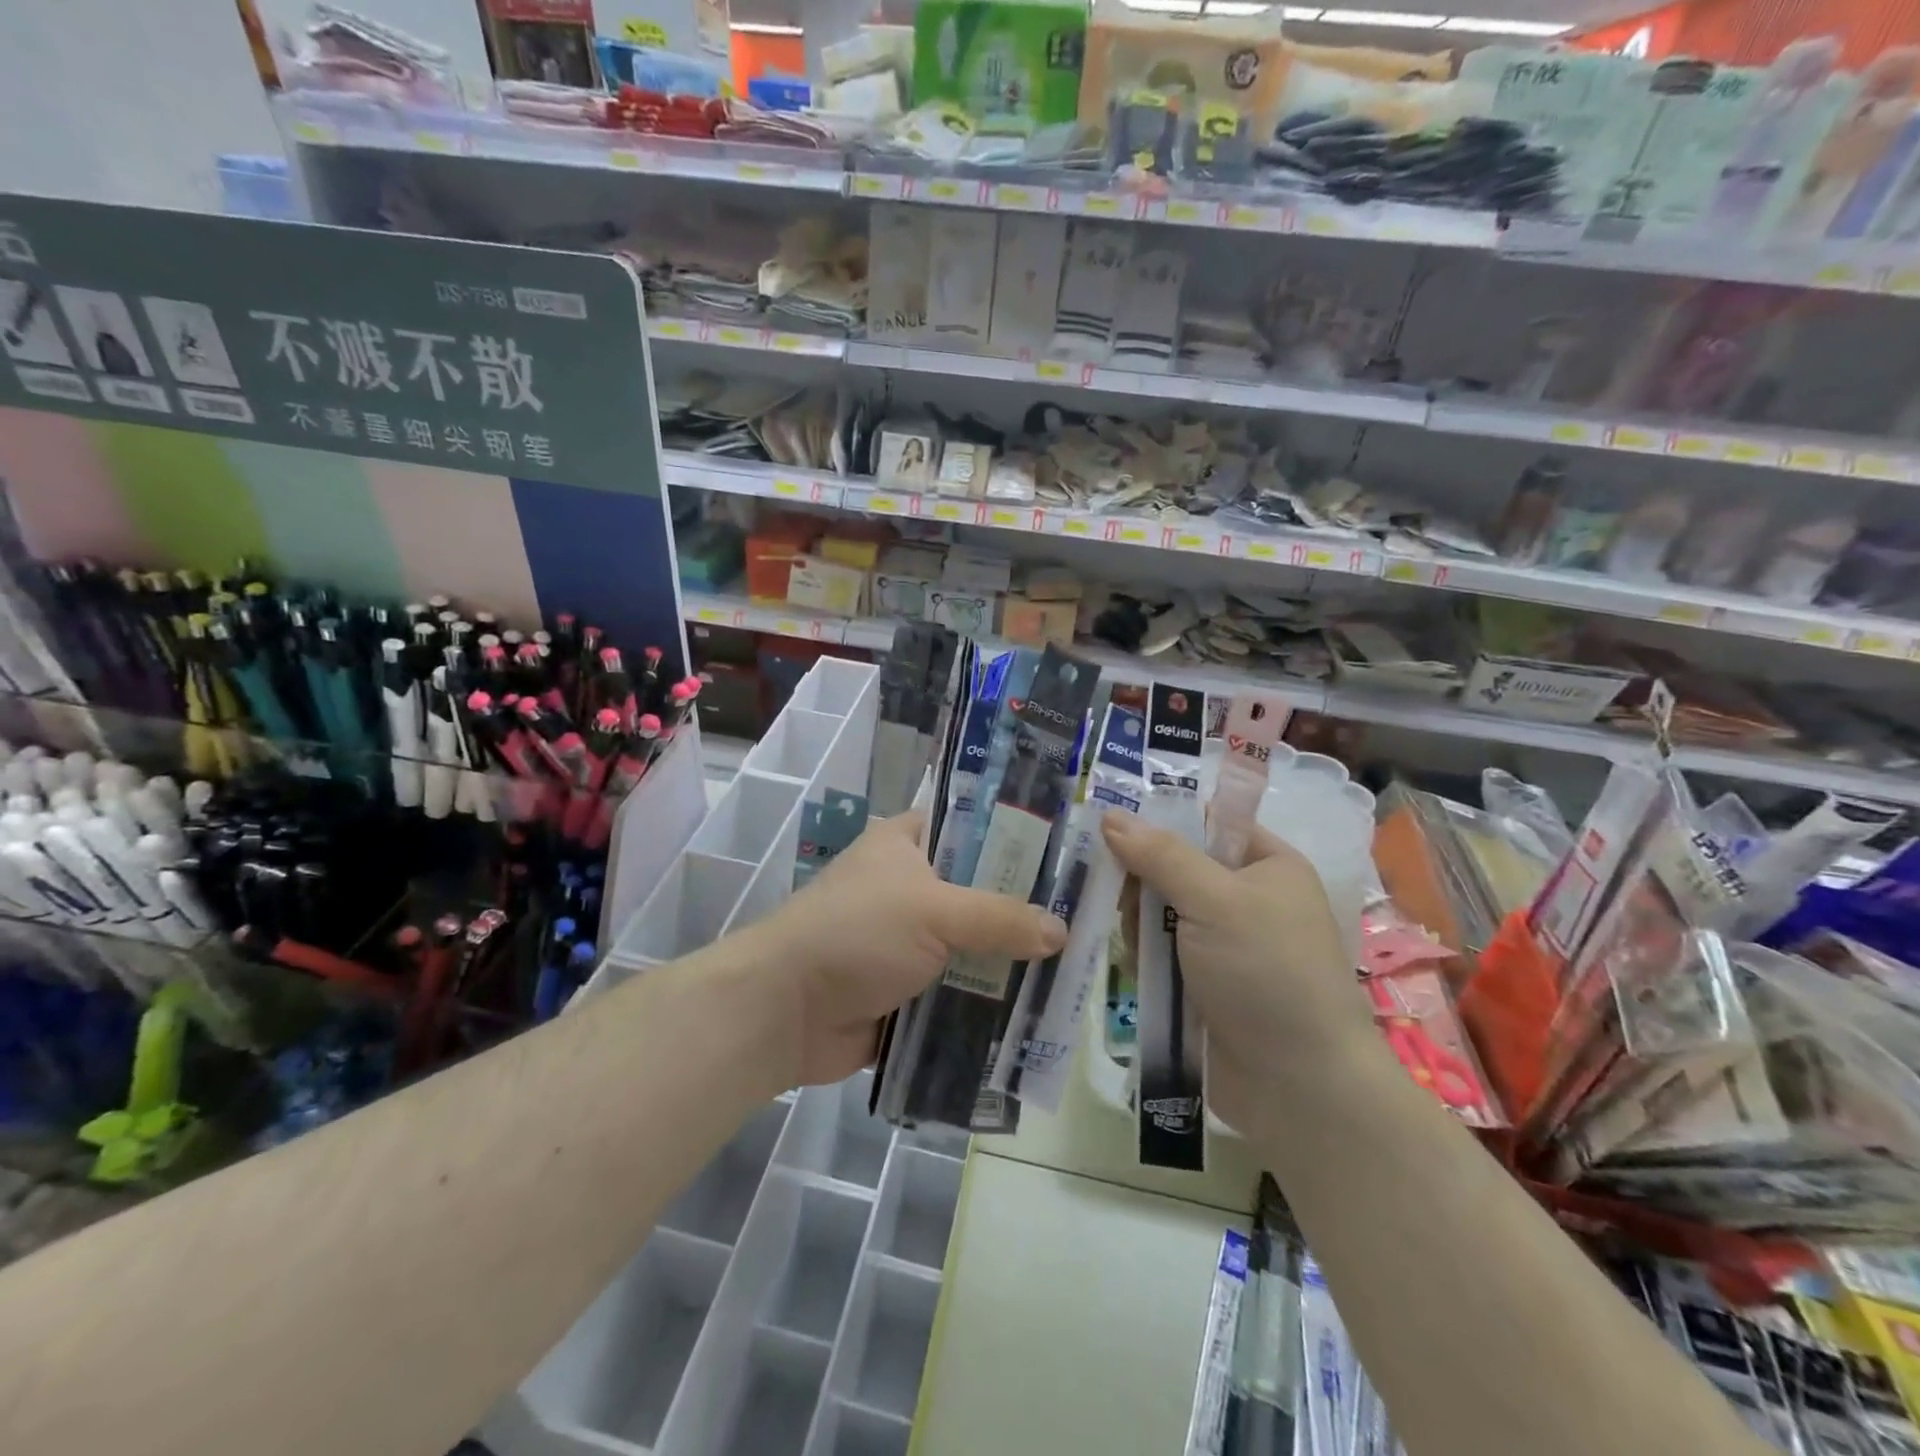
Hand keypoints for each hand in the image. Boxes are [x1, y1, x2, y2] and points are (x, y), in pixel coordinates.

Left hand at [751, 811, 1067, 1085]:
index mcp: (905, 844)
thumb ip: (999, 917)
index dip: (1015, 837)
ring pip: (971, 945)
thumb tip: (1061, 932)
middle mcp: (908, 886)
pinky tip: (1037, 1011)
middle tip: (1084, 917)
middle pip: (978, 891)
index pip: (969, 826)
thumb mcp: (933, 911)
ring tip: (1074, 967)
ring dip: (1008, 961)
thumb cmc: (856, 933)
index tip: (1067, 855)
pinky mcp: (906, 989)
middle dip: (1022, 909)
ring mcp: (907, 941)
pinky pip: (957, 991)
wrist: (784, 1011)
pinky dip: (986, 1002)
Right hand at [1101, 812, 1374, 1140]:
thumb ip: (1160, 855)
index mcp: (1266, 865)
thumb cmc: (1266, 972)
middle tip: (1119, 896)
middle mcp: (1246, 899)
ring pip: (1159, 912)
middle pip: (1174, 867)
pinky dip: (1144, 957)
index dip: (1160, 820)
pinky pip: (1159, 953)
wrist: (1299, 1085)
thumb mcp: (1215, 900)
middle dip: (1142, 881)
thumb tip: (1110, 815)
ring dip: (1139, 924)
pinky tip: (1137, 969)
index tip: (1111, 829)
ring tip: (1135, 944)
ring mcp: (1223, 944)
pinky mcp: (1203, 983)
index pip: (1206, 823)